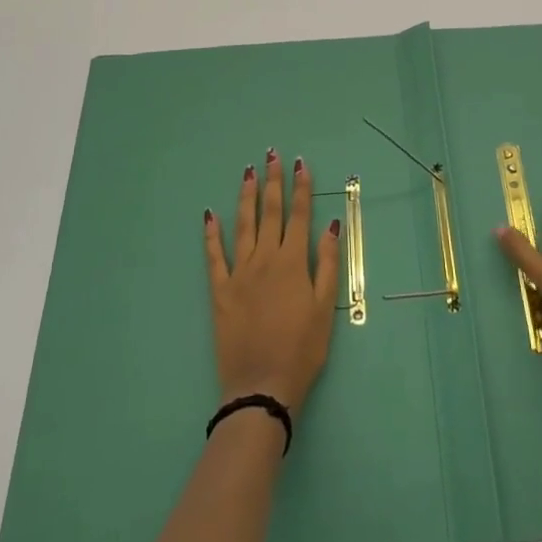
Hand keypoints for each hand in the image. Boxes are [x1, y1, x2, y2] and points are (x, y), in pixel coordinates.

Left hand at [203, 149, 340, 413]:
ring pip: (243, 225)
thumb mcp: (325, 309)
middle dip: (273, 181)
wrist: (262, 386)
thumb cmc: (302, 350)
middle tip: (272, 154)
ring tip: (248, 172)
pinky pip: (215, 256)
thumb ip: (327, 264)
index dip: (301, 188)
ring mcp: (239, 272)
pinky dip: (212, 234)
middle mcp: (265, 259)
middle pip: (271, 212)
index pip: (299, 215)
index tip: (300, 163)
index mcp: (293, 262)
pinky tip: (210, 214)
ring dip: (246, 196)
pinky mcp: (220, 290)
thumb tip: (331, 225)